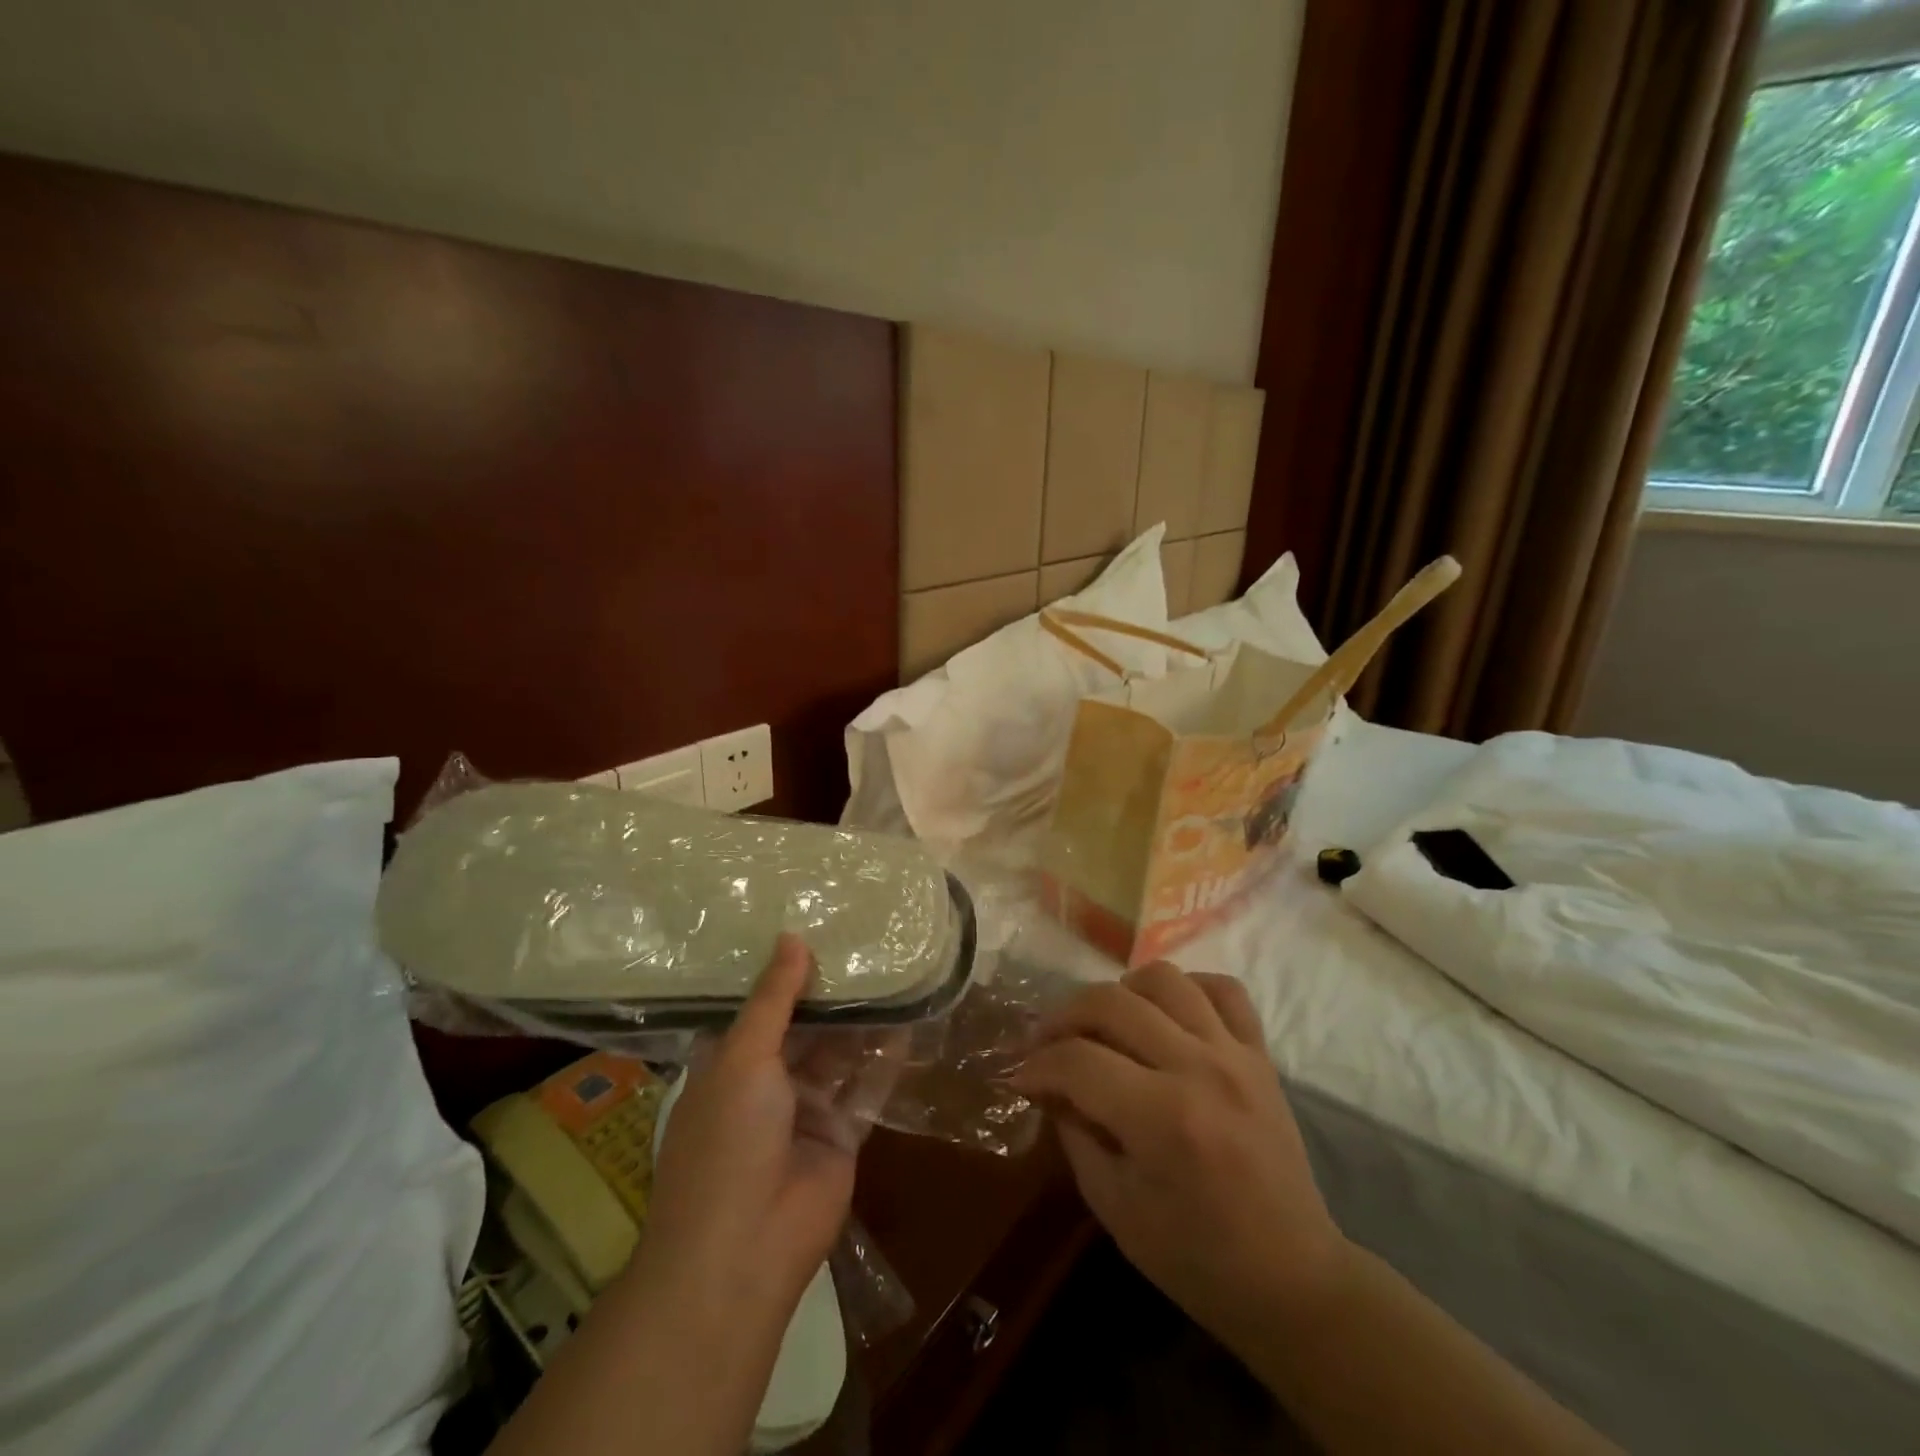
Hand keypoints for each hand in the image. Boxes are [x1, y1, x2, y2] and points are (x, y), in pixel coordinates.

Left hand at [638, 933, 860, 1320]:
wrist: (744, 1250)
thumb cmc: (727, 1139)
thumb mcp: (743, 1056)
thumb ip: (774, 998)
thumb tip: (792, 937)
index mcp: (729, 1064)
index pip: (758, 1008)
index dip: (783, 972)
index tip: (812, 925)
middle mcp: (767, 1083)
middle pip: (803, 1027)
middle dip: (829, 992)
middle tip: (863, 940)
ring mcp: (806, 1110)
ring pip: (838, 1053)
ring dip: (860, 1019)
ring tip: (891, 969)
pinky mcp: (843, 1134)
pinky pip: (866, 1086)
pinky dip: (885, 1056)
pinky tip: (908, 1017)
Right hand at [1013, 963, 1348, 1346]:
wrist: (1292, 1279)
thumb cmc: (1197, 1258)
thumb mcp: (1115, 1208)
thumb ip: (1074, 1134)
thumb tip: (1046, 1084)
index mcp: (1163, 1119)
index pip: (1077, 1060)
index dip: (1036, 1065)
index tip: (1019, 1076)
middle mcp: (1200, 1069)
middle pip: (1112, 1002)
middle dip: (1063, 1017)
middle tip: (1046, 1043)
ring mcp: (1235, 1054)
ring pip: (1164, 979)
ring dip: (1121, 991)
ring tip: (1105, 1023)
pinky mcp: (1260, 1054)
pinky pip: (1223, 989)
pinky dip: (1187, 989)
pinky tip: (1165, 1015)